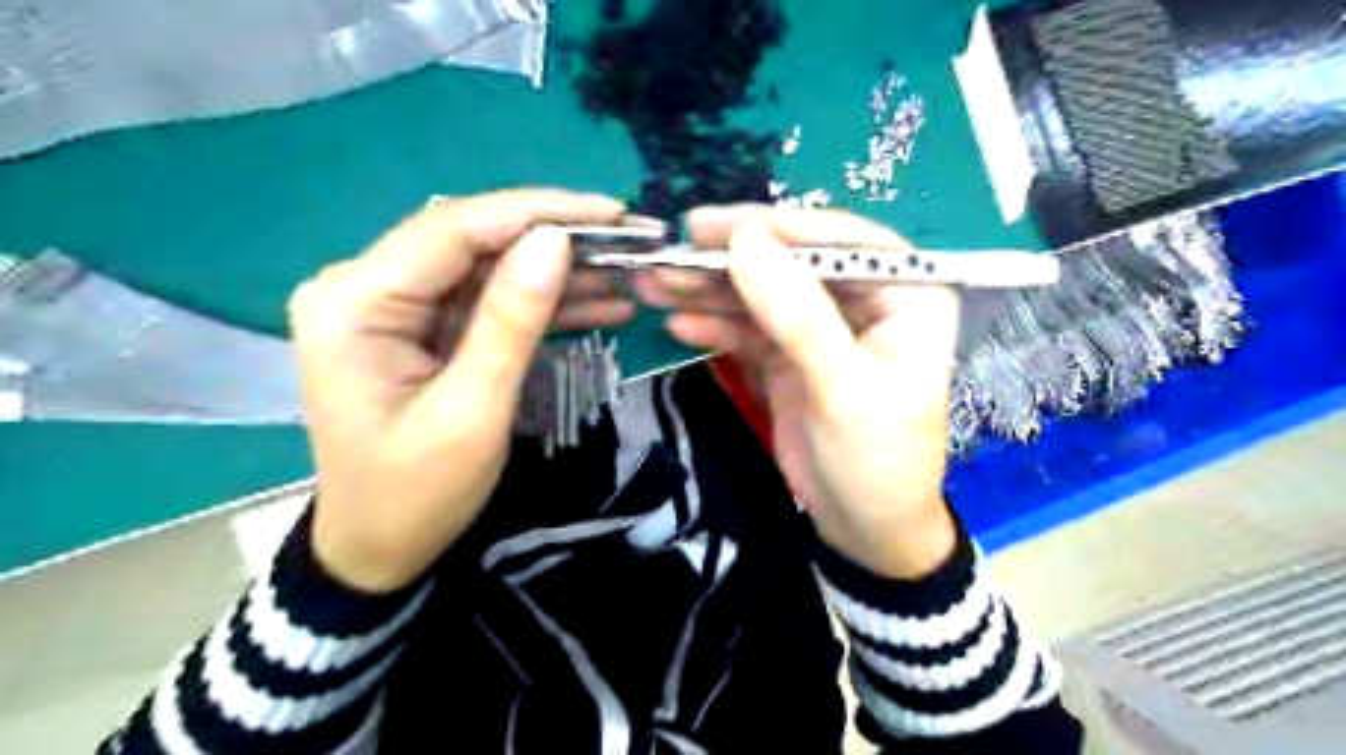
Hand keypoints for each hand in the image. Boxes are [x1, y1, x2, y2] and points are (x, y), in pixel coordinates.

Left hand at [285, 188, 631, 589]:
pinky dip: (541, 303)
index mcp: (357, 301)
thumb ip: (511, 320)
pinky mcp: (423, 328)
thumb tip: (555, 241)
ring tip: (624, 274)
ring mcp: (396, 307)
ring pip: (489, 268)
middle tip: (627, 242)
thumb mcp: (473, 410)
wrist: (380, 549)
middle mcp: (366, 287)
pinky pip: (488, 301)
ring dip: (556, 272)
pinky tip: (597, 304)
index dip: (537, 213)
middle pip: (473, 240)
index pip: (455, 228)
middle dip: (554, 239)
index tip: (609, 214)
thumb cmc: (417, 493)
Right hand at [637, 204, 961, 578]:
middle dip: (730, 260)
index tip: (714, 227)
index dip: (777, 227)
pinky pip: (747, 329)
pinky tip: (678, 323)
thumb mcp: (841, 387)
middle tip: (669, 250)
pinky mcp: (788, 355)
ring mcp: (820, 327)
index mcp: (906, 294)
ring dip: (708, 289)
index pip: (840, 239)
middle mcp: (863, 300)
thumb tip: (744, 239)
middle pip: (791, 262)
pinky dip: (713, 325)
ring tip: (654, 282)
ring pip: (761, 293)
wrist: (865, 530)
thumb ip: (796, 312)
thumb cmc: (876, 460)